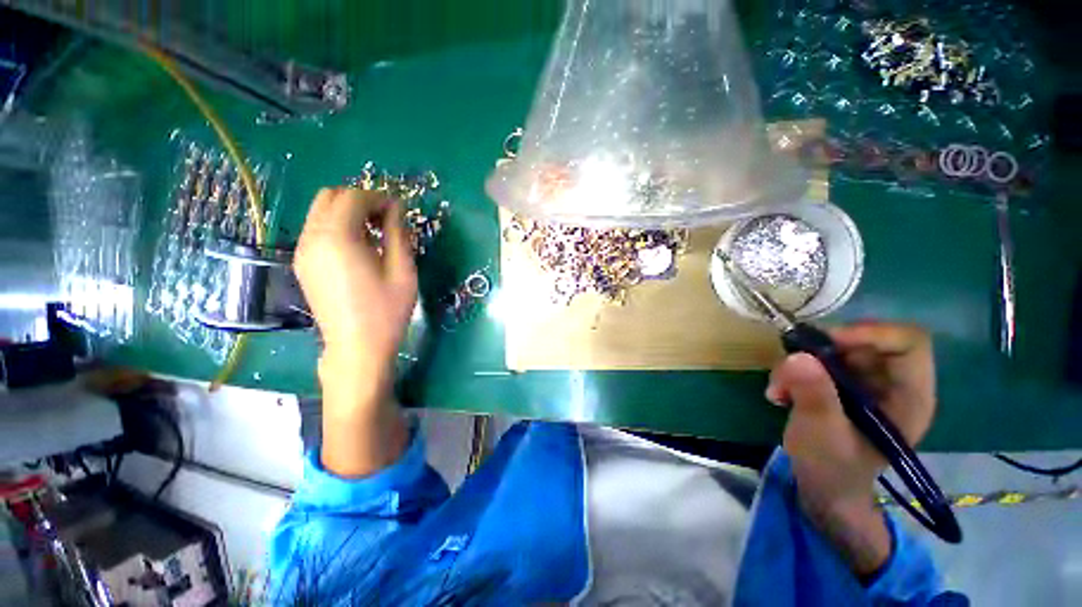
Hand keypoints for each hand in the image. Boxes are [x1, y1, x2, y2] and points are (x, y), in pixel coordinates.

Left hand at [294, 188, 415, 475]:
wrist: (356, 347)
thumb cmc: (386, 311)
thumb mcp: (403, 271)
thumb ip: (398, 233)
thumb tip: (397, 208)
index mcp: (337, 238)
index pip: (353, 197)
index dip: (379, 197)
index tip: (399, 210)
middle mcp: (312, 238)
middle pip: (330, 196)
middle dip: (360, 199)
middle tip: (386, 218)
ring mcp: (303, 251)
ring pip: (320, 211)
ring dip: (348, 211)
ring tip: (375, 232)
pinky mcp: (302, 264)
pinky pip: (316, 229)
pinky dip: (337, 226)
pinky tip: (358, 246)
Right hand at [765, 322, 934, 575]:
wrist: (823, 488)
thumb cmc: (834, 470)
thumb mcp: (822, 435)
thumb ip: (814, 396)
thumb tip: (797, 357)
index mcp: (909, 396)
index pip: (908, 342)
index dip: (871, 333)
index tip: (827, 342)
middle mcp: (892, 382)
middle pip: (863, 341)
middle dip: (820, 351)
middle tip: (788, 369)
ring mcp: (865, 382)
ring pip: (833, 349)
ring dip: (798, 364)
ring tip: (778, 390)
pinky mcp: (841, 384)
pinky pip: (816, 360)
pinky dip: (793, 371)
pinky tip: (780, 393)